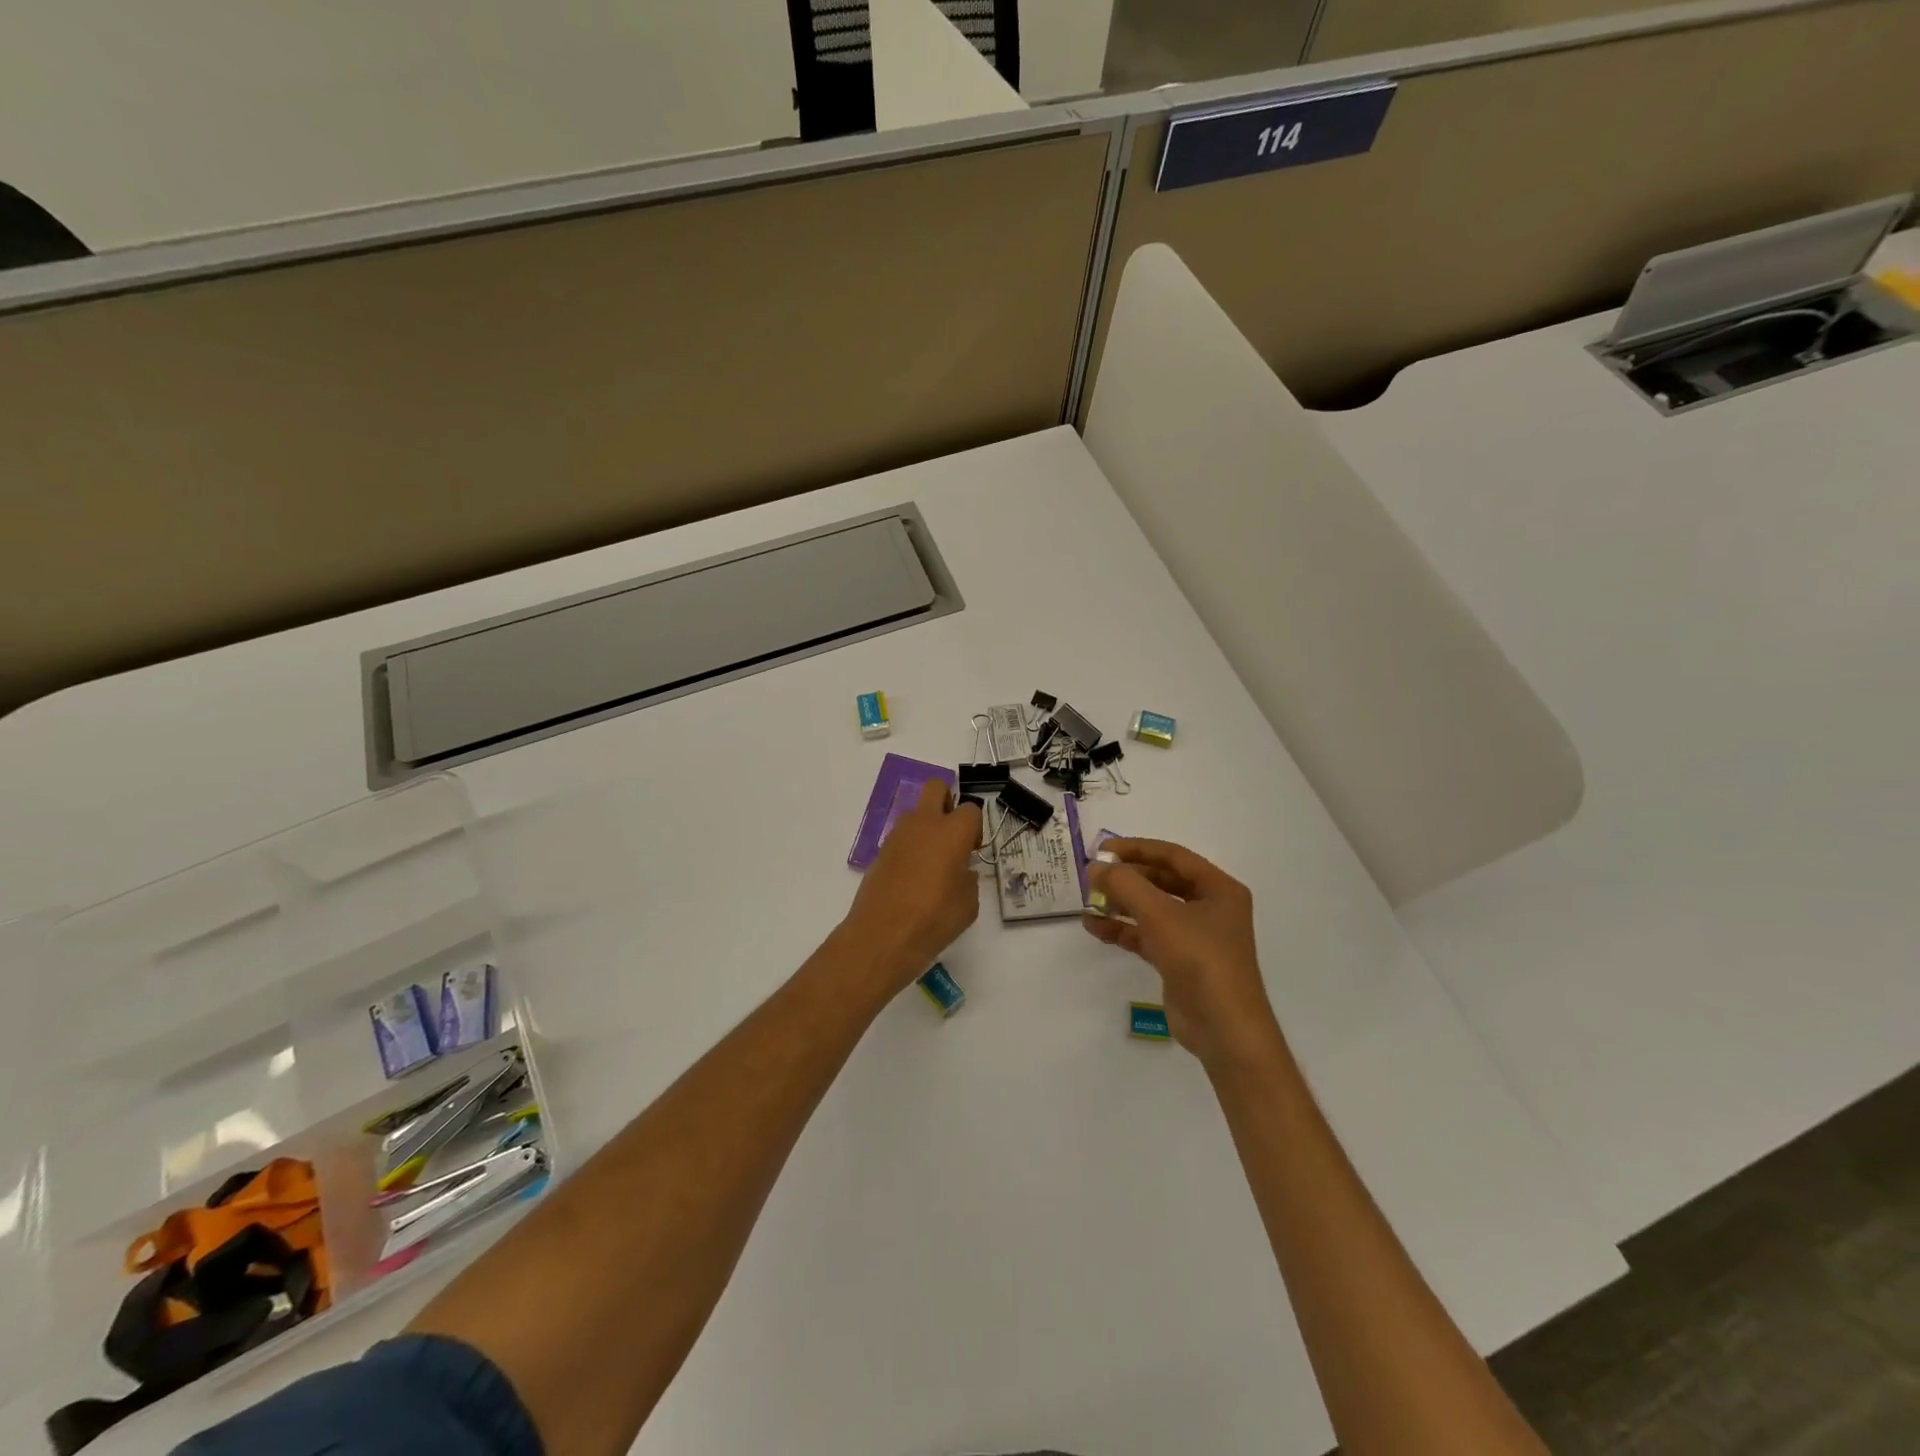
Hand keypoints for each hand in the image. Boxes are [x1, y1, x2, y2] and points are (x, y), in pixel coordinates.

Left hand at [842, 779, 982, 990]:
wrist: (883, 936)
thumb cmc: (934, 919)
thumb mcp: (968, 904)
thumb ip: (969, 879)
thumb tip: (962, 872)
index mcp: (952, 831)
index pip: (971, 809)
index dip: (975, 827)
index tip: (973, 850)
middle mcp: (924, 824)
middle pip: (936, 787)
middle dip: (947, 801)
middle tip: (952, 835)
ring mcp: (897, 835)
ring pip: (915, 813)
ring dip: (926, 826)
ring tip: (932, 863)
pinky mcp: (880, 852)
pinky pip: (900, 838)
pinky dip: (909, 847)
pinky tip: (913, 878)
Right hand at [1085, 839, 1281, 1067]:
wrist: (1223, 1027)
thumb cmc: (1199, 958)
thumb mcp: (1159, 914)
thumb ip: (1124, 885)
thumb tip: (1095, 867)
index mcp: (1219, 888)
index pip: (1172, 856)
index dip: (1136, 848)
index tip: (1102, 850)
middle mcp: (1210, 907)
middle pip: (1162, 881)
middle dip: (1127, 878)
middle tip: (1093, 875)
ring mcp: (1196, 936)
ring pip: (1153, 909)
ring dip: (1122, 904)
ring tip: (1089, 901)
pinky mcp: (1180, 961)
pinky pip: (1148, 936)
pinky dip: (1123, 930)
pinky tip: (1095, 927)